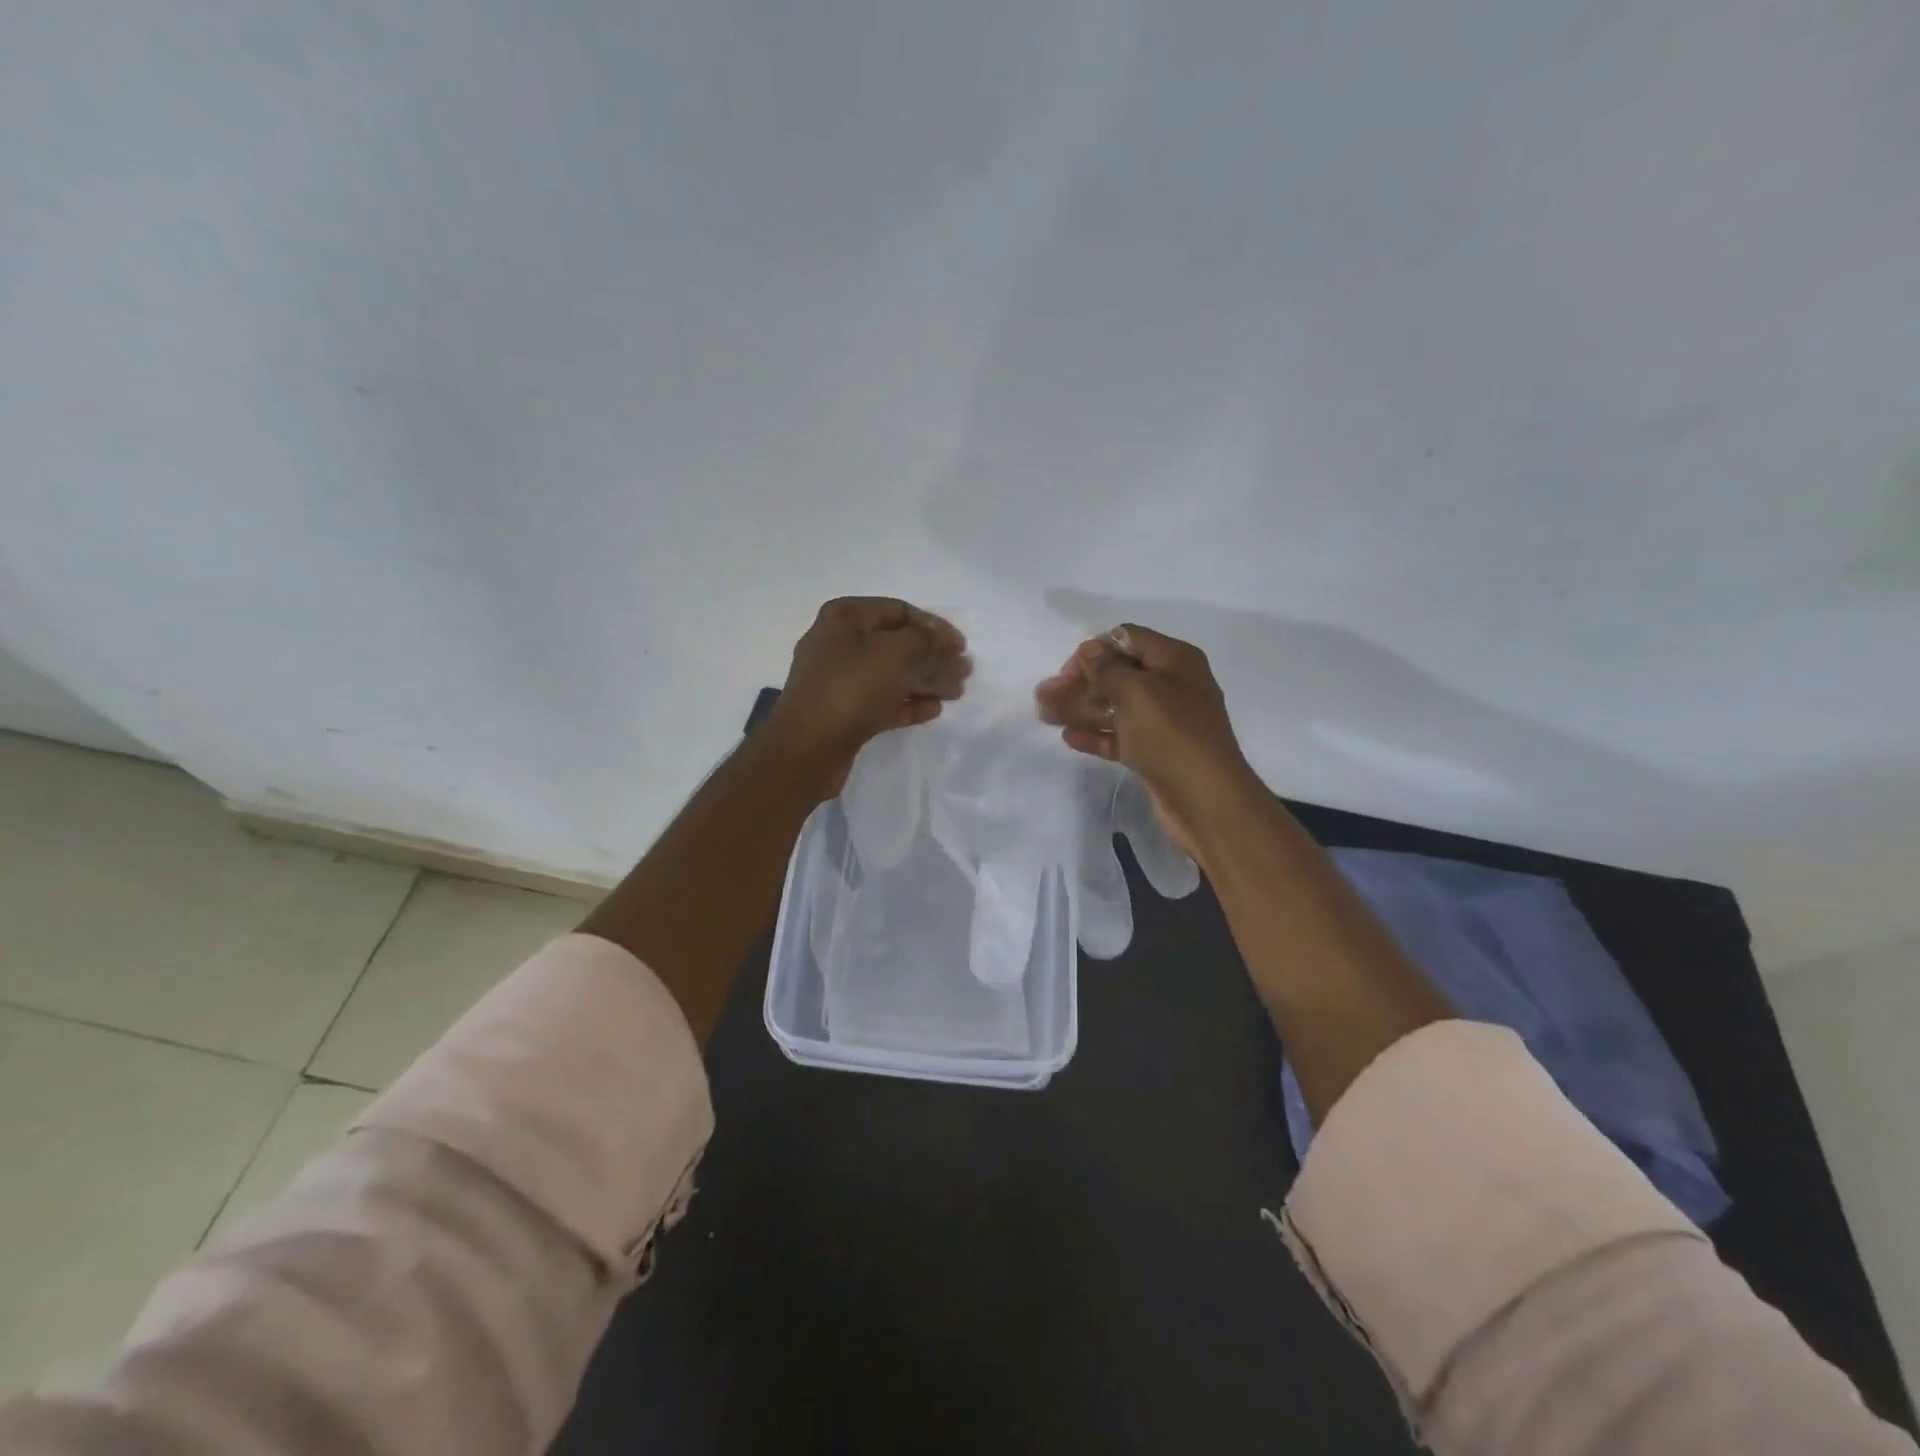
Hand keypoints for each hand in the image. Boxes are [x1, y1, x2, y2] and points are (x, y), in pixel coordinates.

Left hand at [767, 597, 969, 791]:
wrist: (808, 748)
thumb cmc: (851, 688)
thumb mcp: (894, 653)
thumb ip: (925, 639)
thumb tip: (942, 639)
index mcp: (845, 618)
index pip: (899, 610)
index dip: (934, 626)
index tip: (961, 646)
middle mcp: (840, 644)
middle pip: (898, 644)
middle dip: (933, 656)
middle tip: (965, 671)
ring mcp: (841, 680)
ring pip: (893, 674)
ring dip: (926, 680)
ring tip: (957, 692)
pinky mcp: (845, 713)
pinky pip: (883, 701)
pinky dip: (909, 703)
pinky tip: (935, 710)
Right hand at [1035, 624, 1258, 853]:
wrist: (1207, 801)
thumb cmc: (1172, 736)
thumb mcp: (1137, 692)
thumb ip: (1107, 668)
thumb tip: (1090, 649)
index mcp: (1175, 660)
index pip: (1126, 640)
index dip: (1093, 652)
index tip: (1065, 674)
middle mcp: (1172, 685)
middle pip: (1117, 674)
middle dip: (1080, 683)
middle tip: (1044, 699)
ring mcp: (1165, 721)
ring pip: (1116, 707)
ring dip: (1081, 708)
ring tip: (1046, 716)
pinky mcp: (1156, 752)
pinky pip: (1121, 735)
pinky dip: (1096, 734)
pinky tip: (1069, 737)